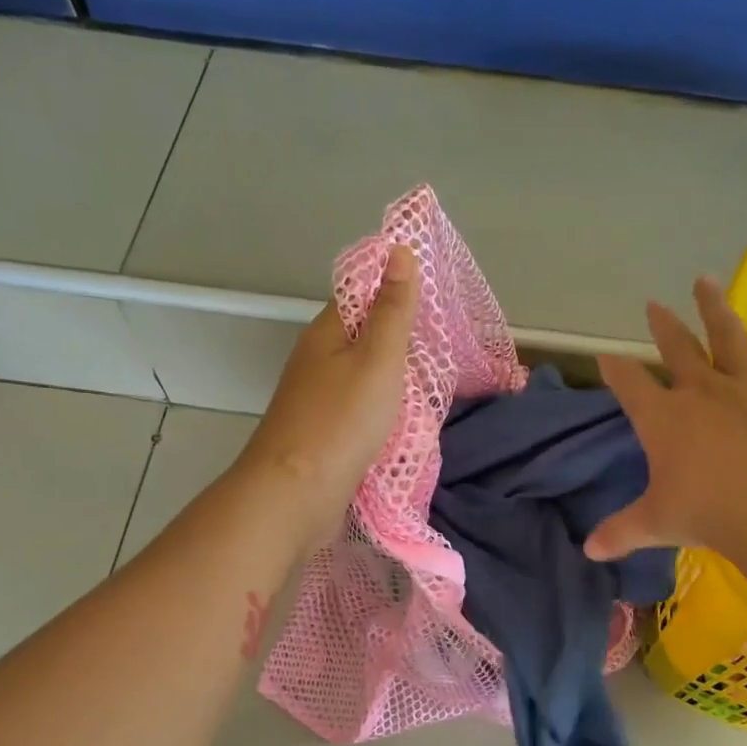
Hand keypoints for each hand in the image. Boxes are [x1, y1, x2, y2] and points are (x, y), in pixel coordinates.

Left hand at [236, 244, 418, 547]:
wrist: (297, 495)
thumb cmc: (341, 421)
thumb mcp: (377, 358)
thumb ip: (393, 310)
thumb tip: (399, 251)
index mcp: (327, 333)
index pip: (362, 294)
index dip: (397, 291)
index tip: (438, 299)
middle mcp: (319, 362)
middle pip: (365, 339)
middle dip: (404, 341)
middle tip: (449, 347)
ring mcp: (320, 402)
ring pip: (366, 379)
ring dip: (398, 381)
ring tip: (437, 384)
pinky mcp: (327, 436)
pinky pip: (364, 413)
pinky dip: (387, 413)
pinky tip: (410, 422)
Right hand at [585, 277, 746, 562]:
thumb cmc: (708, 514)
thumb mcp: (656, 524)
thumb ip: (620, 533)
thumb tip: (588, 551)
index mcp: (663, 419)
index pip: (630, 385)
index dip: (615, 369)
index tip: (605, 356)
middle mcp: (703, 392)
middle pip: (677, 350)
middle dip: (663, 327)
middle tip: (653, 305)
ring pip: (728, 337)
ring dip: (714, 308)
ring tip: (704, 281)